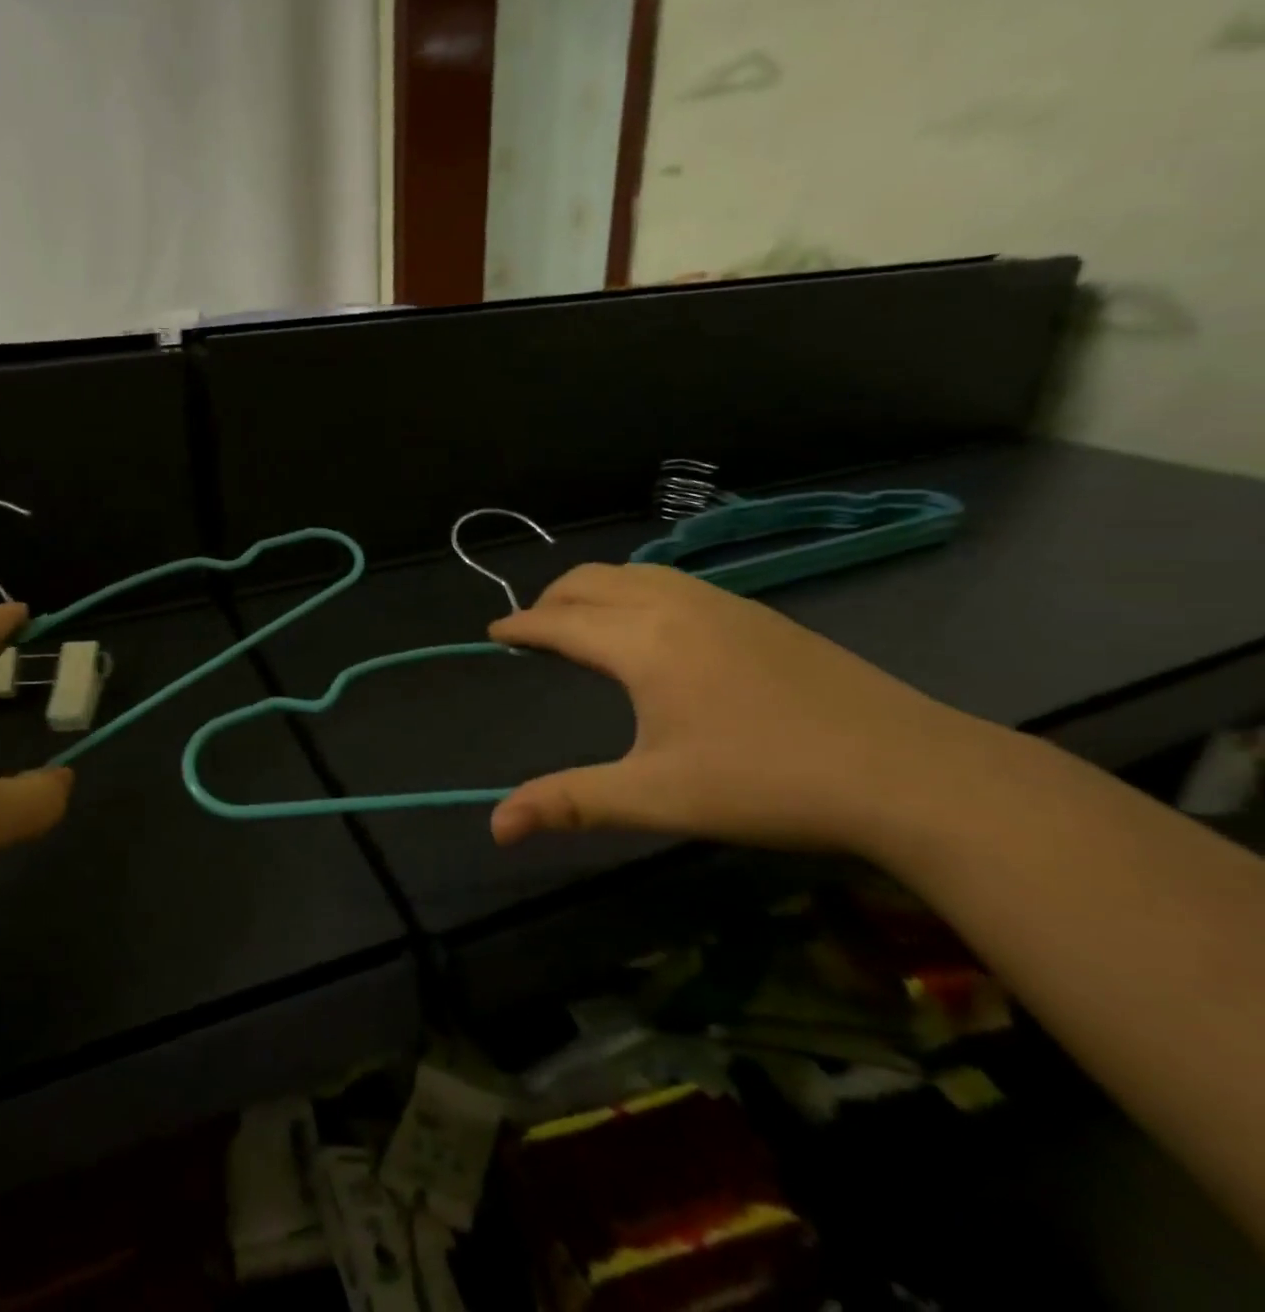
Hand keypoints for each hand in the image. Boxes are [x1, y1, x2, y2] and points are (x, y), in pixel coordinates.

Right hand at [487, 564, 1014, 860]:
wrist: (906, 769)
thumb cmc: (765, 782)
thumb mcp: (656, 797)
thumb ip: (570, 803)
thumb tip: (496, 826)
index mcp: (642, 642)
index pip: (559, 622)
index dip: (520, 626)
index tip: (494, 631)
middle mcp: (674, 606)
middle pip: (591, 581)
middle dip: (550, 599)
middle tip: (532, 629)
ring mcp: (721, 603)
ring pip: (635, 573)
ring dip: (593, 589)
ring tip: (582, 621)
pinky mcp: (756, 613)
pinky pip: (672, 581)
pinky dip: (635, 589)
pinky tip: (652, 624)